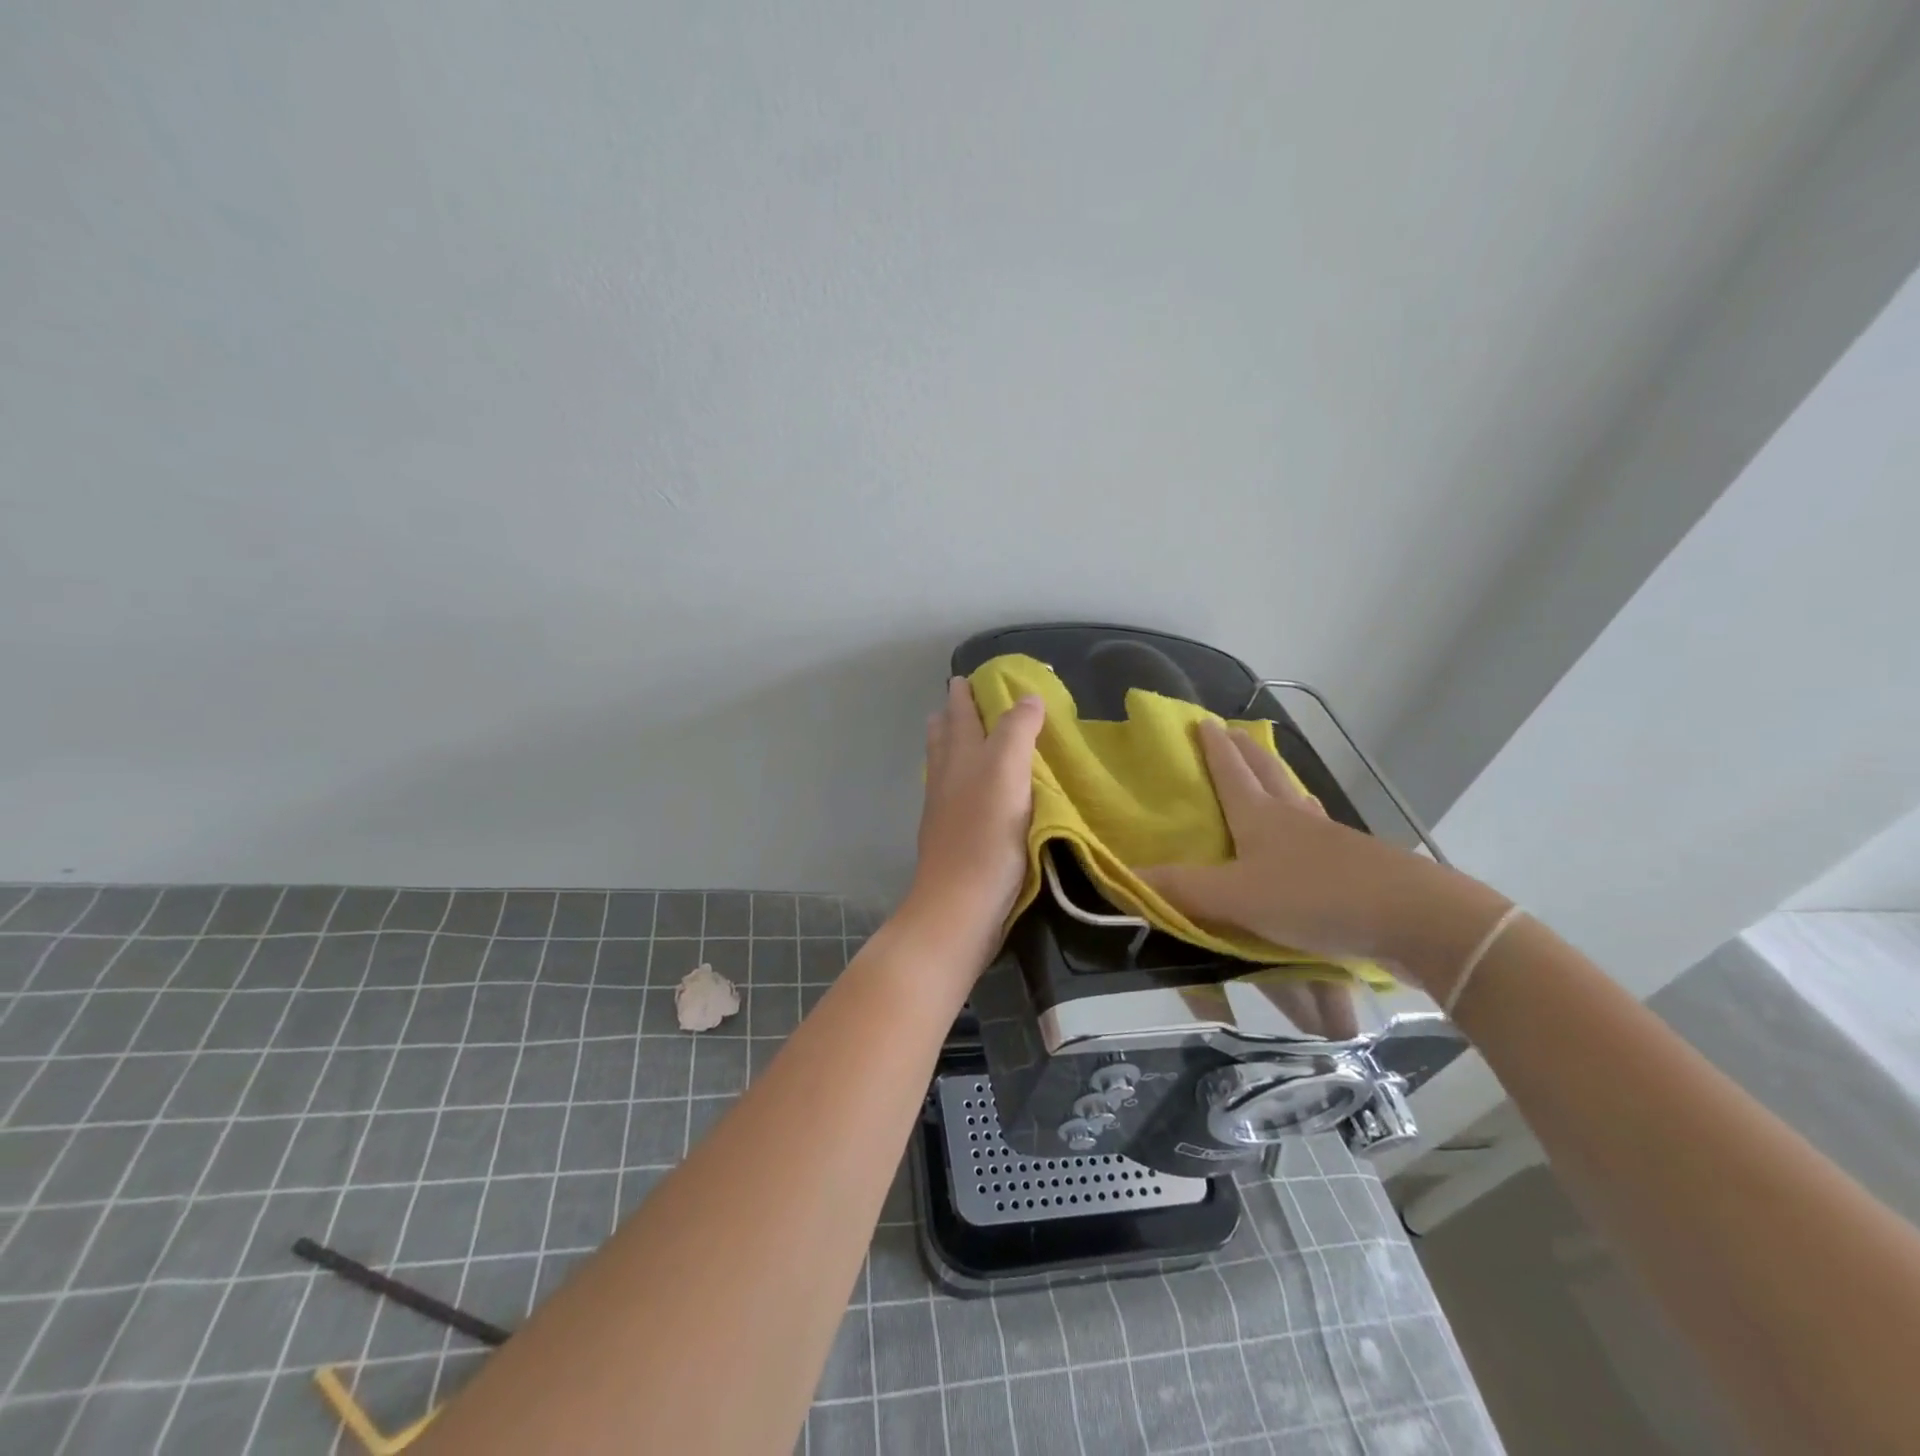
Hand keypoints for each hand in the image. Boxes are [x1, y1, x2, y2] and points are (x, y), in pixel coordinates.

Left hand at [906, 677, 1044, 953]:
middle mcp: (946, 777)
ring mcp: (945, 809)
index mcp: (959, 756)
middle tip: (961, 699)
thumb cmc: (986, 834)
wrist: (960, 905)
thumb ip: (1016, 730)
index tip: (968, 676)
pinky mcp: (953, 837)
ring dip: (952, 746)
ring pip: (945, 766)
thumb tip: (1027, 696)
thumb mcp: (1007, 771)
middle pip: (944, 737)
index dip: (965, 693)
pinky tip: (975, 791)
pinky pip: (954, 795)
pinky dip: (962, 780)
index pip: (959, 713)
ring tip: (964, 737)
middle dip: (951, 716)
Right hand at [1140, 720, 1504, 993]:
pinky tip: (1309, 839)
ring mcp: (1332, 840)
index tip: (1202, 720)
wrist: (1415, 920)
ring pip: (1298, 800)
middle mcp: (1295, 819)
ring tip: (1270, 777)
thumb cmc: (1316, 898)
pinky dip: (1305, 823)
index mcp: (1262, 817)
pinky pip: (1320, 832)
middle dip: (1246, 753)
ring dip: (1279, 782)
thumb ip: (1180, 891)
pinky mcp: (1358, 867)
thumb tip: (1123, 880)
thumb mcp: (1237, 899)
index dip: (1213, 748)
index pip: (1231, 772)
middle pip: (1268, 775)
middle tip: (1233, 733)